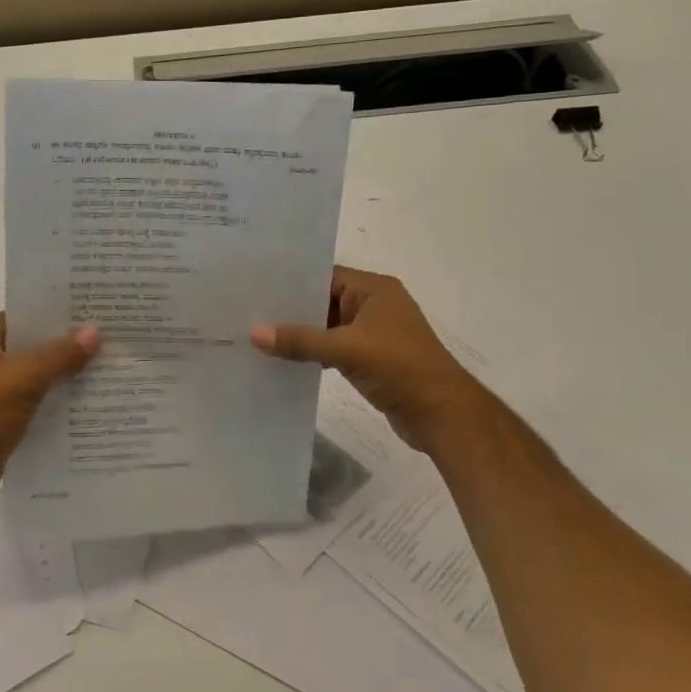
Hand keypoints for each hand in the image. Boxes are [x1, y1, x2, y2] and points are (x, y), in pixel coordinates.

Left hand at [0, 314, 100, 495]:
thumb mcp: (26, 378)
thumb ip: (61, 355)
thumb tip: (96, 331)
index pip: (23, 317)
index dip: (56, 316)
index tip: (91, 316)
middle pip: (28, 344)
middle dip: (62, 345)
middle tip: (102, 340)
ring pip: (30, 371)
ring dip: (58, 372)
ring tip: (98, 366)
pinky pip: (28, 394)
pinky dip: (49, 395)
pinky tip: (80, 397)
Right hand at [251, 266, 473, 454]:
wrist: (443, 415)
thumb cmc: (400, 368)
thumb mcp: (346, 349)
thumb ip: (300, 341)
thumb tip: (254, 333)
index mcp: (374, 290)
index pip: (325, 276)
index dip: (291, 282)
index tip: (255, 286)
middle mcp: (373, 305)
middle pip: (323, 301)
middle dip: (290, 310)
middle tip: (247, 311)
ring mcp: (372, 334)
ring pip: (326, 328)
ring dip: (300, 335)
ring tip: (257, 336)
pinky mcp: (369, 360)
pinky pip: (332, 349)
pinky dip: (312, 354)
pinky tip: (282, 360)